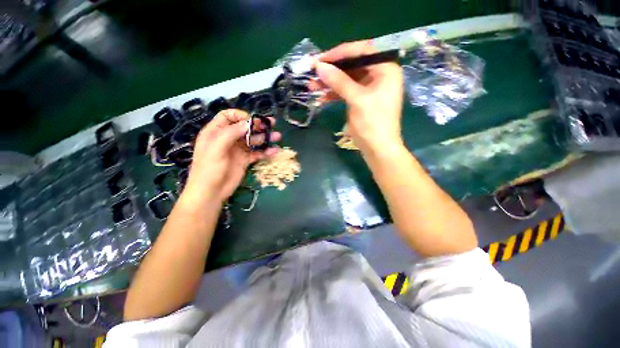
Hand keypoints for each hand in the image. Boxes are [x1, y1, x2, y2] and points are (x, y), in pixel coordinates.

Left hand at [182, 109, 279, 205]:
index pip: (228, 116)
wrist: (211, 192)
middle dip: (258, 126)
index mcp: (216, 132)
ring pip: (253, 140)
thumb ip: (231, 133)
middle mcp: (228, 139)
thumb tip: (248, 123)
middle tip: (271, 124)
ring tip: (277, 137)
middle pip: (244, 128)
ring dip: (265, 138)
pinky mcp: (245, 160)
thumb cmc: (209, 169)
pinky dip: (265, 152)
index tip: (253, 121)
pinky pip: (257, 153)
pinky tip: (274, 151)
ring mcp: (237, 150)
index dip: (241, 116)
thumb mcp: (216, 148)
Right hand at [316, 40, 403, 154]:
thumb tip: (319, 66)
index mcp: (385, 69)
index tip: (320, 59)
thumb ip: (339, 81)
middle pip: (352, 65)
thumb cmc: (373, 124)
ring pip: (347, 79)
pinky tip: (321, 97)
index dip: (340, 53)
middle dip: (332, 70)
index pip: (361, 51)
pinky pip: (346, 92)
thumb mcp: (357, 100)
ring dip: (330, 83)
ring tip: (312, 86)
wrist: (378, 149)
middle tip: (313, 73)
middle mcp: (379, 75)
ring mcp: (369, 88)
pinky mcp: (361, 100)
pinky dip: (334, 94)